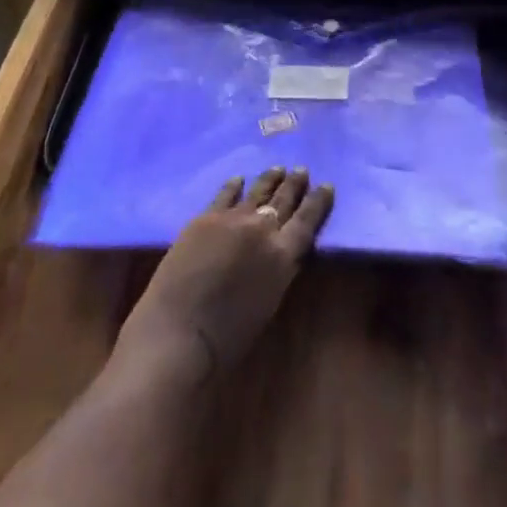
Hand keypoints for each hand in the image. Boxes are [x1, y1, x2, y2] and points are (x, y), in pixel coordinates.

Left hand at [116, 168, 334, 381]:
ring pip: (257, 191)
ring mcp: (233, 218)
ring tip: (278, 168)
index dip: (318, 201)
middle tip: (302, 169)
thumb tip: (282, 252)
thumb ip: (278, 270)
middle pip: (283, 200)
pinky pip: (225, 194)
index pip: (307, 221)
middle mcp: (262, 229)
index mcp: (283, 255)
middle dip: (295, 184)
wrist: (179, 331)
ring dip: (270, 179)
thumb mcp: (268, 303)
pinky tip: (239, 179)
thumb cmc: (227, 338)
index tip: (327, 185)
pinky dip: (234, 186)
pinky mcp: (206, 217)